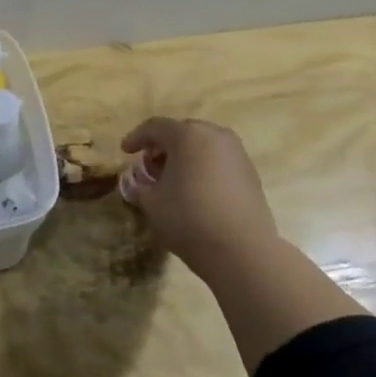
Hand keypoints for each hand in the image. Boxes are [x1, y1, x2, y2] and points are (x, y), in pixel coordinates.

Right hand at [119, 117, 282, 279]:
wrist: (242, 250)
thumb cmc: (189, 219)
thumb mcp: (152, 203)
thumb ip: (140, 185)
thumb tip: (138, 179)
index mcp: (188, 135)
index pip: (156, 127)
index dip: (137, 137)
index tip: (125, 151)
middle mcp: (215, 135)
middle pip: (182, 131)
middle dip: (163, 145)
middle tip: (150, 164)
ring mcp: (237, 152)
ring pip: (204, 143)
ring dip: (185, 154)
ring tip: (173, 177)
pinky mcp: (250, 172)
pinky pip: (219, 159)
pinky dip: (204, 165)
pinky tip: (196, 188)